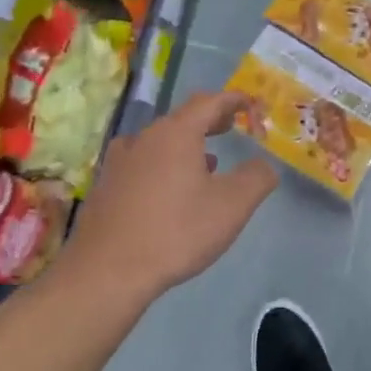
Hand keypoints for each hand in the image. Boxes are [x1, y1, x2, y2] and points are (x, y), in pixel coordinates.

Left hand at [65, 90, 278, 302]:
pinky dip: (165, 165)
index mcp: (176, 134)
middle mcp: (144, 138)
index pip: (210, 101)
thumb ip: (257, 178)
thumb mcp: (233, 206)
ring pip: (160, 142)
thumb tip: (264, 164)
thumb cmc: (177, 231)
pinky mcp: (106, 186)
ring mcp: (120, 162)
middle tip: (231, 128)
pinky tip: (171, 192)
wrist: (107, 270)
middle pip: (182, 118)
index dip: (234, 100)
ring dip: (187, 145)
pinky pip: (143, 163)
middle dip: (211, 120)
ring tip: (207, 163)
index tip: (251, 104)